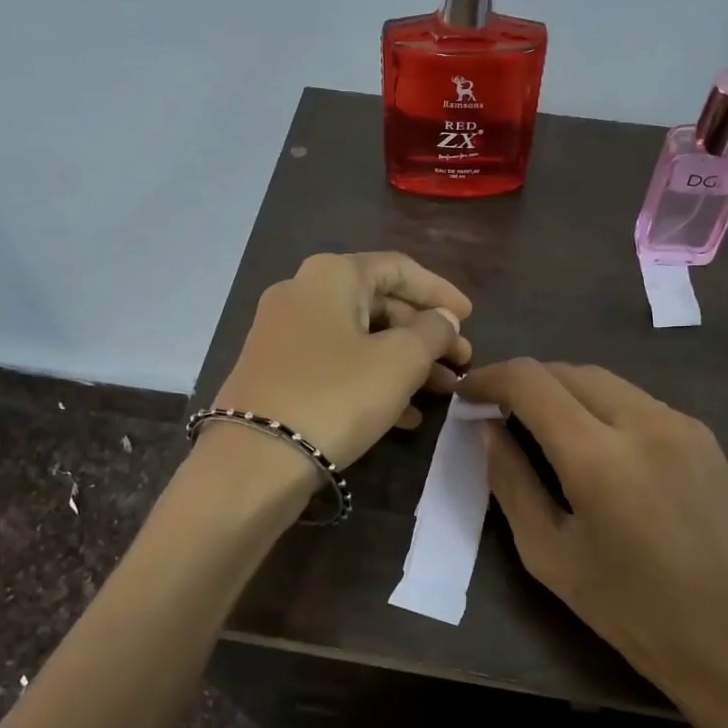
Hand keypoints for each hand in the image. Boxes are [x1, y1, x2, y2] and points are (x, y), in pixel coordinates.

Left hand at [211, 252, 472, 469]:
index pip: (399, 269)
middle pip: (380, 305)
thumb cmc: (336, 396)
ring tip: (444, 392)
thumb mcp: (399, 361)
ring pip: (361, 340)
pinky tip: (407, 416)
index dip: (440, 292)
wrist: (256, 459)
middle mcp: (303, 294)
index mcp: (331, 275)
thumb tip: (443, 320)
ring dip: (406, 363)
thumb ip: (432, 332)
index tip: (471, 318)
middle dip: (426, 335)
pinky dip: (373, 383)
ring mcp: (284, 336)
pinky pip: (338, 367)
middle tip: (461, 363)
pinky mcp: (278, 374)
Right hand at [458, 359, 727, 727]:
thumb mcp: (549, 555)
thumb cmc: (630, 611)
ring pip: (605, 380)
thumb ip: (511, 483)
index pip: (530, 381)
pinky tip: (591, 441)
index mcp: (598, 456)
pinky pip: (637, 401)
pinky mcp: (704, 436)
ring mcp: (681, 424)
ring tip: (538, 423)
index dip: (490, 378)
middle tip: (497, 411)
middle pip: (568, 370)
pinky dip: (600, 406)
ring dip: (563, 390)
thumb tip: (489, 430)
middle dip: (525, 381)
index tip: (467, 394)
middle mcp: (643, 421)